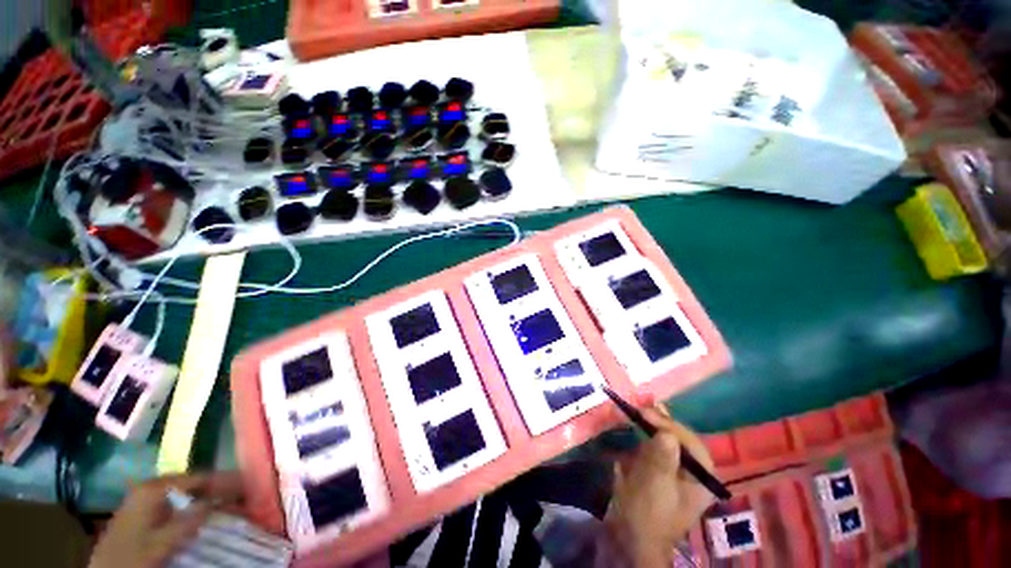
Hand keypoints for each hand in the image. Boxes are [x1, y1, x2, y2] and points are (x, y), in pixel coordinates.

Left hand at [89, 472, 244, 567]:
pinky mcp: (144, 508)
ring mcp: (145, 496)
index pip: (198, 477)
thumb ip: (188, 521)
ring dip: (206, 494)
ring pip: (185, 490)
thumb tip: (218, 500)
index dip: (223, 480)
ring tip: (228, 499)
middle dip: (217, 485)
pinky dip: (193, 502)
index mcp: (154, 488)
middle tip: (241, 491)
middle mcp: (150, 486)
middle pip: (192, 481)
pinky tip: (203, 510)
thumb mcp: (161, 542)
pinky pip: (176, 500)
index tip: (247, 483)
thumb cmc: (133, 555)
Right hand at [605, 406, 715, 567]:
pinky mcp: (655, 469)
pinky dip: (640, 433)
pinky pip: (650, 444)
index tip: (645, 413)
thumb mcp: (655, 487)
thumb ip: (662, 459)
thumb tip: (665, 433)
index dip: (668, 424)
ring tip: (633, 411)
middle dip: (657, 421)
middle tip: (638, 408)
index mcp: (701, 478)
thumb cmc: (647, 514)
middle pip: (677, 437)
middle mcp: (690, 471)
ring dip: (648, 424)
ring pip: (663, 438)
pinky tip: (630, 423)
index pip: (690, 441)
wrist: (628, 538)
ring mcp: (672, 469)